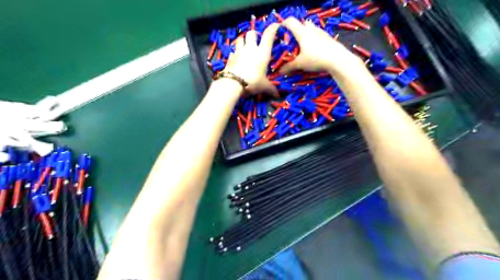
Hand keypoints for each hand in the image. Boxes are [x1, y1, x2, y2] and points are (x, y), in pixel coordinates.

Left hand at [224, 22, 279, 96]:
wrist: (233, 83)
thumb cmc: (253, 82)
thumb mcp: (264, 86)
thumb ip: (271, 89)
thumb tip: (277, 95)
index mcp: (262, 53)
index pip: (269, 35)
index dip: (273, 28)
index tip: (276, 26)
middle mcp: (251, 48)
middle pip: (252, 33)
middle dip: (255, 34)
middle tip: (257, 40)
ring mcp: (239, 52)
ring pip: (240, 39)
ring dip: (243, 41)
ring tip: (246, 47)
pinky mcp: (230, 57)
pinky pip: (233, 51)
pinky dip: (235, 53)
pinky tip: (237, 58)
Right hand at [278, 18, 363, 75]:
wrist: (338, 59)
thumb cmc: (316, 58)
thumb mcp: (300, 64)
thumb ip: (288, 67)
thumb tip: (279, 72)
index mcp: (302, 32)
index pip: (290, 21)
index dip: (283, 25)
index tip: (279, 33)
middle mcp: (311, 29)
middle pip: (301, 24)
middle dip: (294, 31)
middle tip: (290, 42)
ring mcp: (320, 32)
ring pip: (309, 29)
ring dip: (304, 35)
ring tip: (301, 47)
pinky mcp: (327, 37)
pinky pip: (316, 35)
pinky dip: (312, 40)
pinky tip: (312, 51)